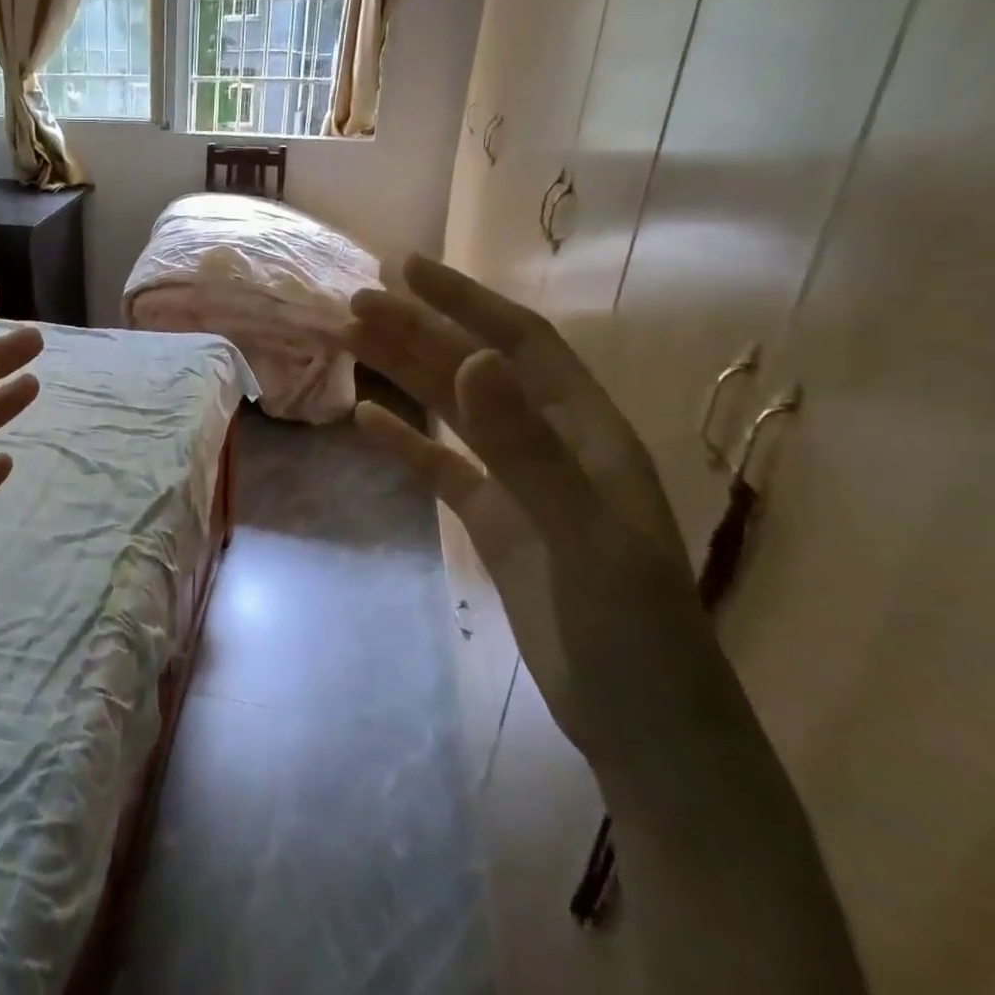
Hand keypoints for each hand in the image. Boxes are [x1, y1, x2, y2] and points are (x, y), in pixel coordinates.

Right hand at [346, 255, 742, 777]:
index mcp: (588, 432)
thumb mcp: (581, 534)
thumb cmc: (631, 630)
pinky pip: (443, 467)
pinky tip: (367, 420)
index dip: (466, 301)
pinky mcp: (496, 522)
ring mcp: (521, 484)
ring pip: (455, 412)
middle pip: (476, 370)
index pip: (521, 343)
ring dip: (406, 375)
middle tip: (355, 301)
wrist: (643, 726)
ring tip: (351, 343)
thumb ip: (526, 446)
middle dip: (419, 331)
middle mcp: (553, 443)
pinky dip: (406, 441)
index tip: (407, 268)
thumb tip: (473, 361)